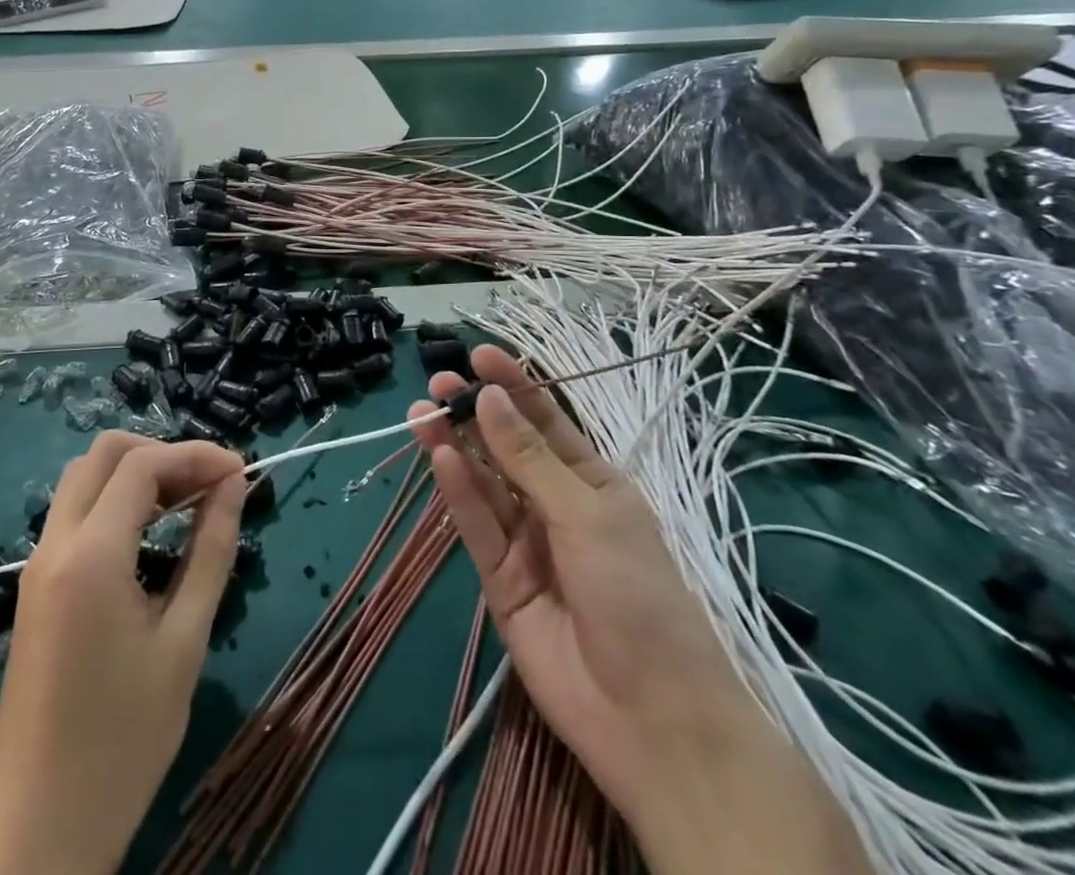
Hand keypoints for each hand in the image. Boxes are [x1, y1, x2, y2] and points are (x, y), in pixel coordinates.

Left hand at [0, 434, 245, 874]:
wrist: (38, 831)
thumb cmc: (123, 741)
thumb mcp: (184, 642)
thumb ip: (210, 551)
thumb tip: (234, 485)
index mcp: (90, 555)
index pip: (143, 464)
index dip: (196, 455)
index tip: (241, 472)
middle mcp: (54, 544)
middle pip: (105, 454)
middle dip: (163, 453)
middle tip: (210, 484)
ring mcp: (38, 564)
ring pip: (84, 478)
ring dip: (136, 473)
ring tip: (187, 502)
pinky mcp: (35, 586)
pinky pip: (75, 513)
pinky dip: (115, 501)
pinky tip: (152, 532)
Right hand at [411, 349, 868, 874]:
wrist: (651, 718)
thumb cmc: (638, 596)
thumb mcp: (587, 514)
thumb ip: (528, 458)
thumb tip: (489, 397)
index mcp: (592, 482)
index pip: (545, 420)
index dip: (513, 385)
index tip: (478, 355)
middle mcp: (555, 504)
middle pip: (506, 448)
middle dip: (475, 413)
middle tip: (439, 383)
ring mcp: (526, 541)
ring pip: (483, 482)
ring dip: (455, 445)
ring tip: (423, 412)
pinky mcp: (500, 578)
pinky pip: (476, 525)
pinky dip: (457, 491)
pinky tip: (440, 457)